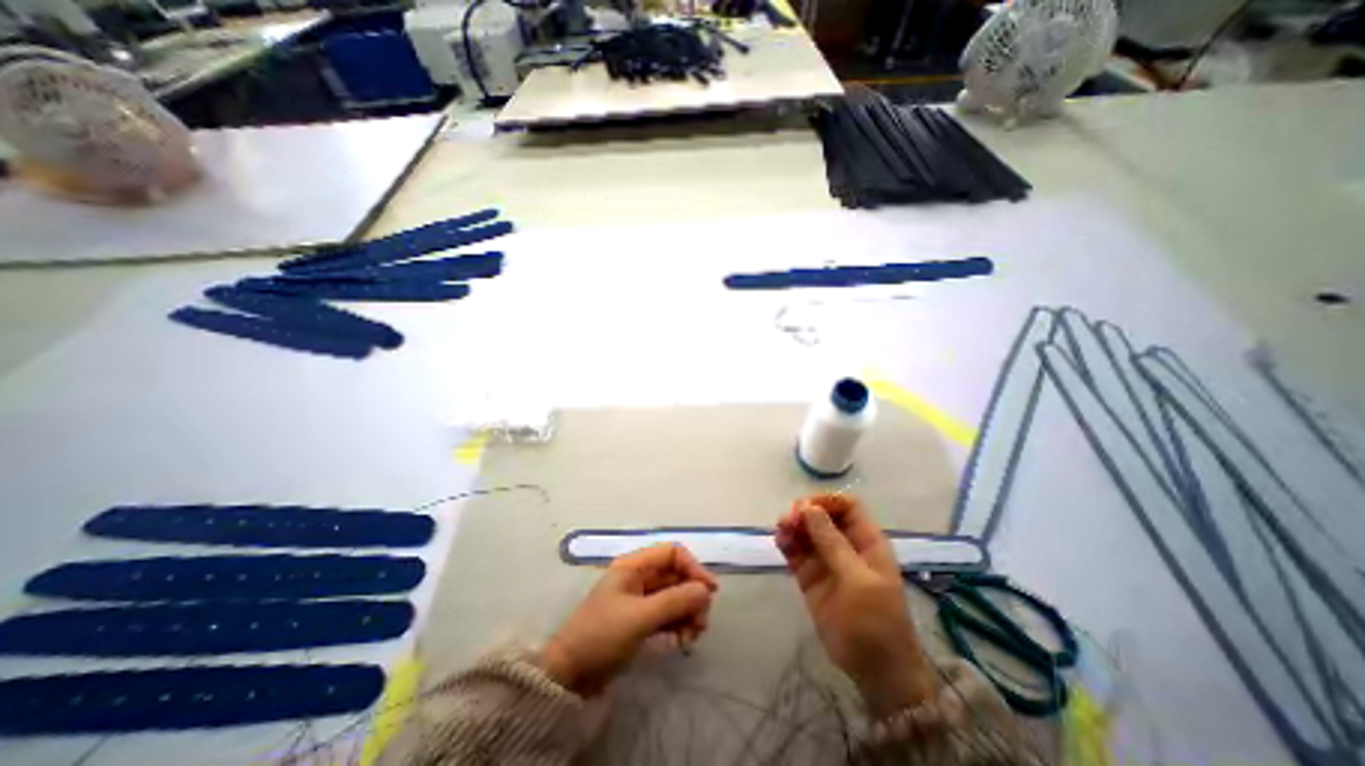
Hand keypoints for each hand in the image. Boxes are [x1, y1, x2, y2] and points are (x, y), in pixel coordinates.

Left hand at [538, 541, 717, 697]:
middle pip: (677, 576)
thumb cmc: (601, 636)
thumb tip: (705, 590)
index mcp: (634, 566)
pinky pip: (668, 615)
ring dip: (688, 613)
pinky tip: (682, 642)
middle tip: (701, 623)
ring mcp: (641, 600)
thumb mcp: (639, 617)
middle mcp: (640, 578)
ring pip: (675, 597)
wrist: (569, 675)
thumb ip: (674, 601)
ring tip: (692, 637)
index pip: (672, 553)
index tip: (709, 591)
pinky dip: (678, 625)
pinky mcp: (641, 620)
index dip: (693, 567)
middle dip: (692, 596)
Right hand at [778, 495, 939, 714]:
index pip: (846, 506)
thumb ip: (832, 543)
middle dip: (805, 512)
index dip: (827, 501)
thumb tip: (809, 508)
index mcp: (866, 541)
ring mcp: (826, 561)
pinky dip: (787, 543)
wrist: (875, 671)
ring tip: (781, 529)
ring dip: (793, 526)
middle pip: (822, 516)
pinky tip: (779, 540)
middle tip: (788, 520)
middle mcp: (845, 546)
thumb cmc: (876, 620)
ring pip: (806, 532)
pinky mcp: (810, 577)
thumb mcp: (857, 579)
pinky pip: (796, 552)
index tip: (806, 507)